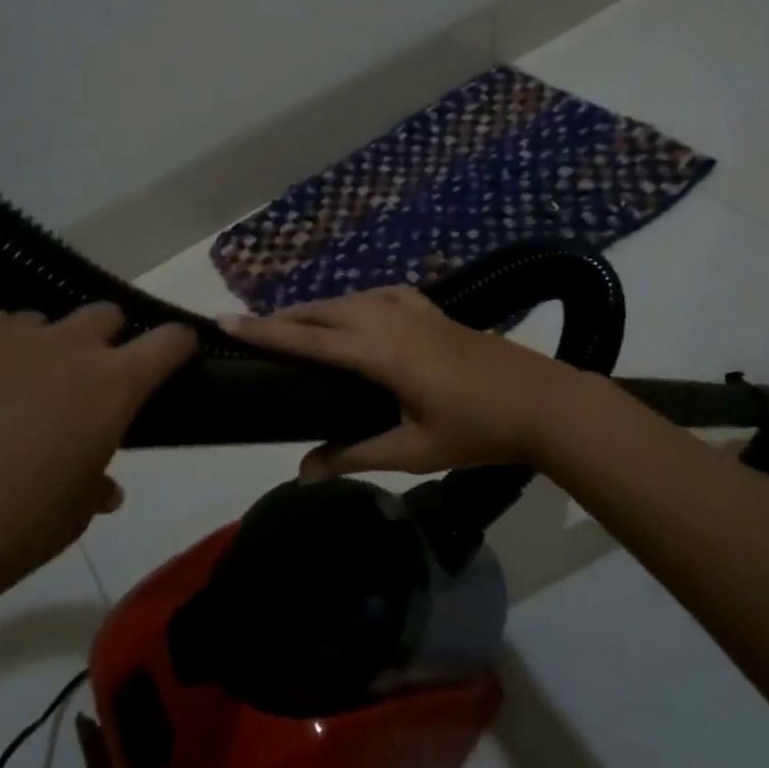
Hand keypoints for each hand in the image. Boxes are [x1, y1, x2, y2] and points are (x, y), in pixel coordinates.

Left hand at [0, 305, 195, 623]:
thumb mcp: (67, 519)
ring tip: (6, 394)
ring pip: (36, 321)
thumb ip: (94, 485)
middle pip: (104, 315)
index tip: (171, 364)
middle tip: (82, 387)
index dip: (176, 348)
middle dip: (106, 342)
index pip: (169, 341)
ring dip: (38, 348)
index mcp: (110, 385)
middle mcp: (63, 345)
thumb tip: (102, 482)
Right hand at [224, 287, 586, 480]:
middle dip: (285, 316)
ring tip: (295, 323)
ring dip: (319, 308)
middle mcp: (391, 319)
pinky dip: (357, 301)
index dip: (265, 330)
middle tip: (252, 328)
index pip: (309, 338)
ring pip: (352, 298)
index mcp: (381, 352)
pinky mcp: (434, 311)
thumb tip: (303, 472)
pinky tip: (358, 311)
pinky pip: (382, 295)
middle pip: (325, 310)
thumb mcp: (414, 451)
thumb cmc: (478, 430)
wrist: (542, 402)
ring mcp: (416, 310)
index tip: (226, 320)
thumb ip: (355, 455)